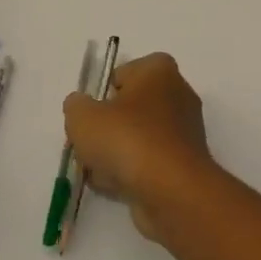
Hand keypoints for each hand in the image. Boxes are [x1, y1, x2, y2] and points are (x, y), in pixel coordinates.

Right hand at [63, 53, 215, 239]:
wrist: (171, 187)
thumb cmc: (127, 139)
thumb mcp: (83, 117)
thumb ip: (76, 105)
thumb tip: (81, 105)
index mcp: (160, 71)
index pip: (126, 71)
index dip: (105, 91)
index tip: (92, 112)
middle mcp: (178, 94)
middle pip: (131, 107)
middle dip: (107, 126)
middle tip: (89, 142)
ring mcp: (184, 129)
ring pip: (137, 136)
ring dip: (115, 152)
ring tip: (98, 168)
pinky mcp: (184, 160)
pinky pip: (148, 160)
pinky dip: (131, 171)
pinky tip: (115, 184)